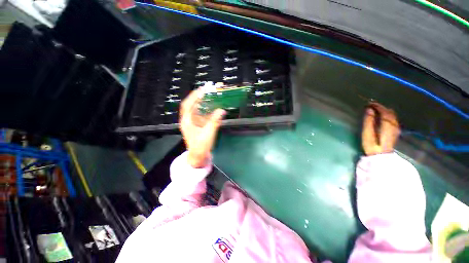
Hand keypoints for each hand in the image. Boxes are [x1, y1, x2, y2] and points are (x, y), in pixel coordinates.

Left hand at [180, 88, 225, 167]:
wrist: (198, 157)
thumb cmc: (200, 146)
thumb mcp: (208, 134)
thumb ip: (215, 121)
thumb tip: (222, 110)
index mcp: (187, 121)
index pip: (188, 105)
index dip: (194, 96)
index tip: (203, 89)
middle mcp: (188, 120)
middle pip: (191, 105)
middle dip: (198, 97)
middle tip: (207, 90)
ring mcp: (192, 123)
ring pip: (196, 109)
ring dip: (203, 102)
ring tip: (210, 96)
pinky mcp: (197, 125)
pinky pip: (201, 114)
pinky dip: (206, 110)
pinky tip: (212, 107)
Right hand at [362, 102, 399, 155]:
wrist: (381, 157)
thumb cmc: (372, 145)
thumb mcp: (367, 134)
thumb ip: (368, 121)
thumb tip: (369, 110)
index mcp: (387, 125)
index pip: (384, 111)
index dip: (377, 106)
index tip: (369, 103)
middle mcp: (394, 125)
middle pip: (390, 112)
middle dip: (381, 107)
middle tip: (372, 105)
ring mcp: (396, 128)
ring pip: (393, 115)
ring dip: (385, 111)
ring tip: (376, 110)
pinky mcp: (395, 132)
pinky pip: (393, 119)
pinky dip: (388, 115)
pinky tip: (383, 117)